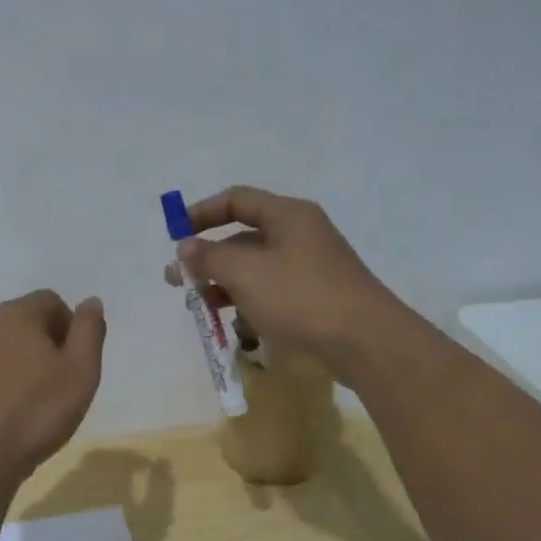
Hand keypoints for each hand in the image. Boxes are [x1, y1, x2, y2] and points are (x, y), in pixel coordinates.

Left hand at [0, 290, 105, 487]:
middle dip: (41, 343)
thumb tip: (91, 302)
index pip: (50, 301)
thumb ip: (89, 331)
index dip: (69, 327)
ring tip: (27, 401)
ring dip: (13, 363)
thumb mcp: (82, 372)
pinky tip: (0, 415)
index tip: (74, 361)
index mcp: (16, 315)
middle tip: (55, 382)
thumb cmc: (38, 414)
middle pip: (21, 321)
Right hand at [164, 186, 409, 381]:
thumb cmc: (300, 296)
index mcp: (287, 215)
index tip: (176, 235)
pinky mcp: (315, 297)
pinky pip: (272, 292)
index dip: (202, 213)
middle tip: (178, 282)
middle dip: (208, 258)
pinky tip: (235, 324)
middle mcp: (300, 234)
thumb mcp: (245, 273)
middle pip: (244, 237)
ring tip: (200, 307)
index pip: (236, 200)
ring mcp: (310, 267)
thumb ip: (209, 257)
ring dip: (224, 284)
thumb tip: (185, 246)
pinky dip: (249, 302)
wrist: (364, 340)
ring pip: (256, 268)